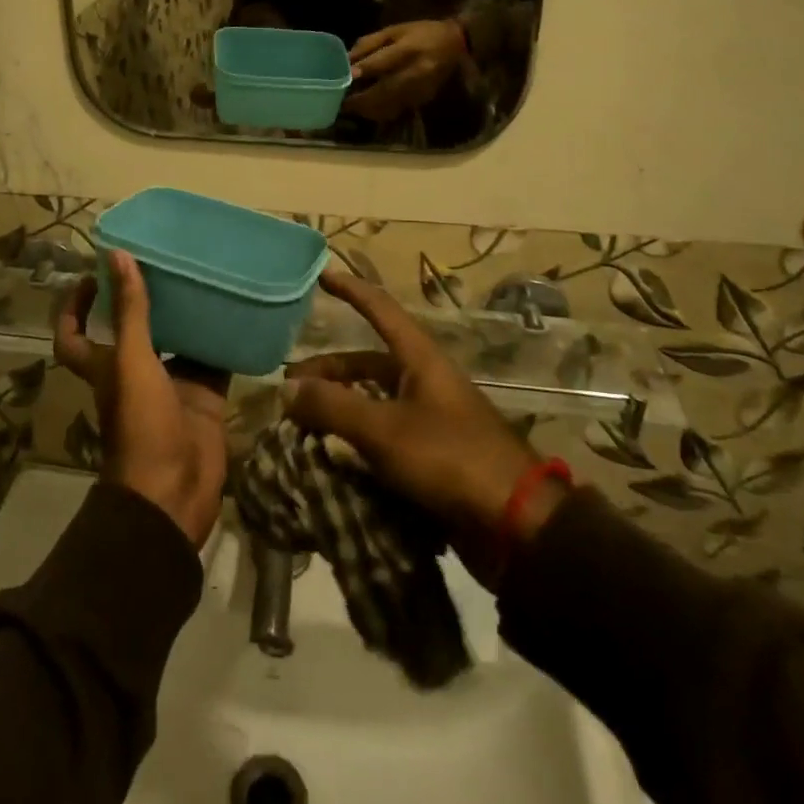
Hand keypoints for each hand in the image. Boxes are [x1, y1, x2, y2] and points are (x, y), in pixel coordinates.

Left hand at [55, 252, 230, 547]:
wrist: (175, 493)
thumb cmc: (141, 426)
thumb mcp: (132, 362)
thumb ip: (130, 311)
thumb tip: (118, 255)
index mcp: (106, 366)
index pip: (75, 335)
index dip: (74, 307)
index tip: (93, 274)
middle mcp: (136, 372)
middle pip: (133, 329)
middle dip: (143, 299)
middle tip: (162, 260)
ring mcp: (172, 385)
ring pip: (177, 340)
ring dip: (186, 314)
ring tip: (202, 274)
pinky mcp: (204, 397)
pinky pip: (213, 360)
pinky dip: (222, 339)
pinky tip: (236, 309)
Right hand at [283, 267, 563, 587]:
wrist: (516, 526)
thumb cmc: (450, 459)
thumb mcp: (385, 430)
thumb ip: (333, 407)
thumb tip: (286, 387)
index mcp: (419, 359)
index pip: (380, 310)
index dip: (351, 291)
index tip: (321, 277)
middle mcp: (423, 382)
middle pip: (367, 364)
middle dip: (328, 372)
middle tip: (290, 389)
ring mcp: (428, 420)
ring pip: (372, 403)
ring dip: (338, 410)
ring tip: (301, 427)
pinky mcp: (430, 457)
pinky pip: (382, 438)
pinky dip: (355, 442)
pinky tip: (329, 459)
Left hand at [342, 19, 467, 120]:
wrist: (456, 44)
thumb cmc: (421, 33)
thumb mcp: (394, 30)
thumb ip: (369, 44)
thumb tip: (346, 60)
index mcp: (408, 49)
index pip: (383, 62)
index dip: (364, 70)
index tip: (347, 77)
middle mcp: (416, 72)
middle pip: (385, 90)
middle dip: (361, 99)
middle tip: (341, 102)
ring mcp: (421, 89)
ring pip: (390, 105)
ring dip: (368, 109)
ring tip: (350, 107)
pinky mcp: (423, 99)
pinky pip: (397, 109)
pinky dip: (380, 112)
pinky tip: (368, 109)